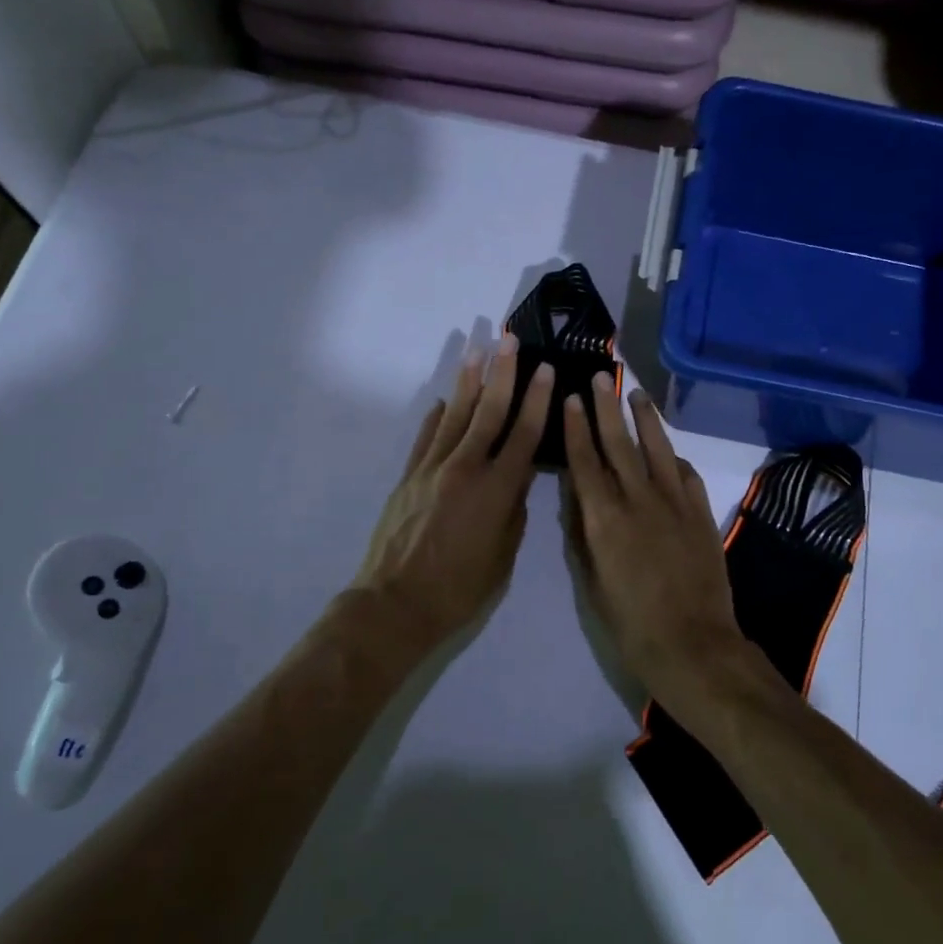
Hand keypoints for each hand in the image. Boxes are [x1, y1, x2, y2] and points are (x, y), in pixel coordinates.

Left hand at [353, 335, 552, 644]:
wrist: (396, 604)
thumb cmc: (460, 589)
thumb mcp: (503, 554)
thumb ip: (514, 510)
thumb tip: (517, 476)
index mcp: (497, 489)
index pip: (524, 434)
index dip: (538, 399)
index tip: (546, 369)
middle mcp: (466, 468)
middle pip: (489, 411)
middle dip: (503, 373)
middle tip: (509, 340)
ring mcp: (432, 469)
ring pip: (455, 416)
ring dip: (468, 382)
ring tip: (477, 351)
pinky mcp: (408, 477)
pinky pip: (426, 438)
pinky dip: (436, 417)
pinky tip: (443, 400)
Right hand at [560, 375, 745, 703]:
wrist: (693, 644)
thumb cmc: (631, 623)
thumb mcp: (593, 582)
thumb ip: (584, 534)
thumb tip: (578, 499)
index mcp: (605, 519)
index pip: (585, 462)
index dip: (576, 428)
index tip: (572, 398)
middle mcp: (639, 500)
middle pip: (620, 444)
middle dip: (607, 408)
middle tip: (601, 378)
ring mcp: (675, 503)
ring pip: (657, 449)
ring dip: (645, 419)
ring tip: (636, 394)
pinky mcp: (701, 513)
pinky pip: (686, 473)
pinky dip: (673, 456)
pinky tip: (668, 449)